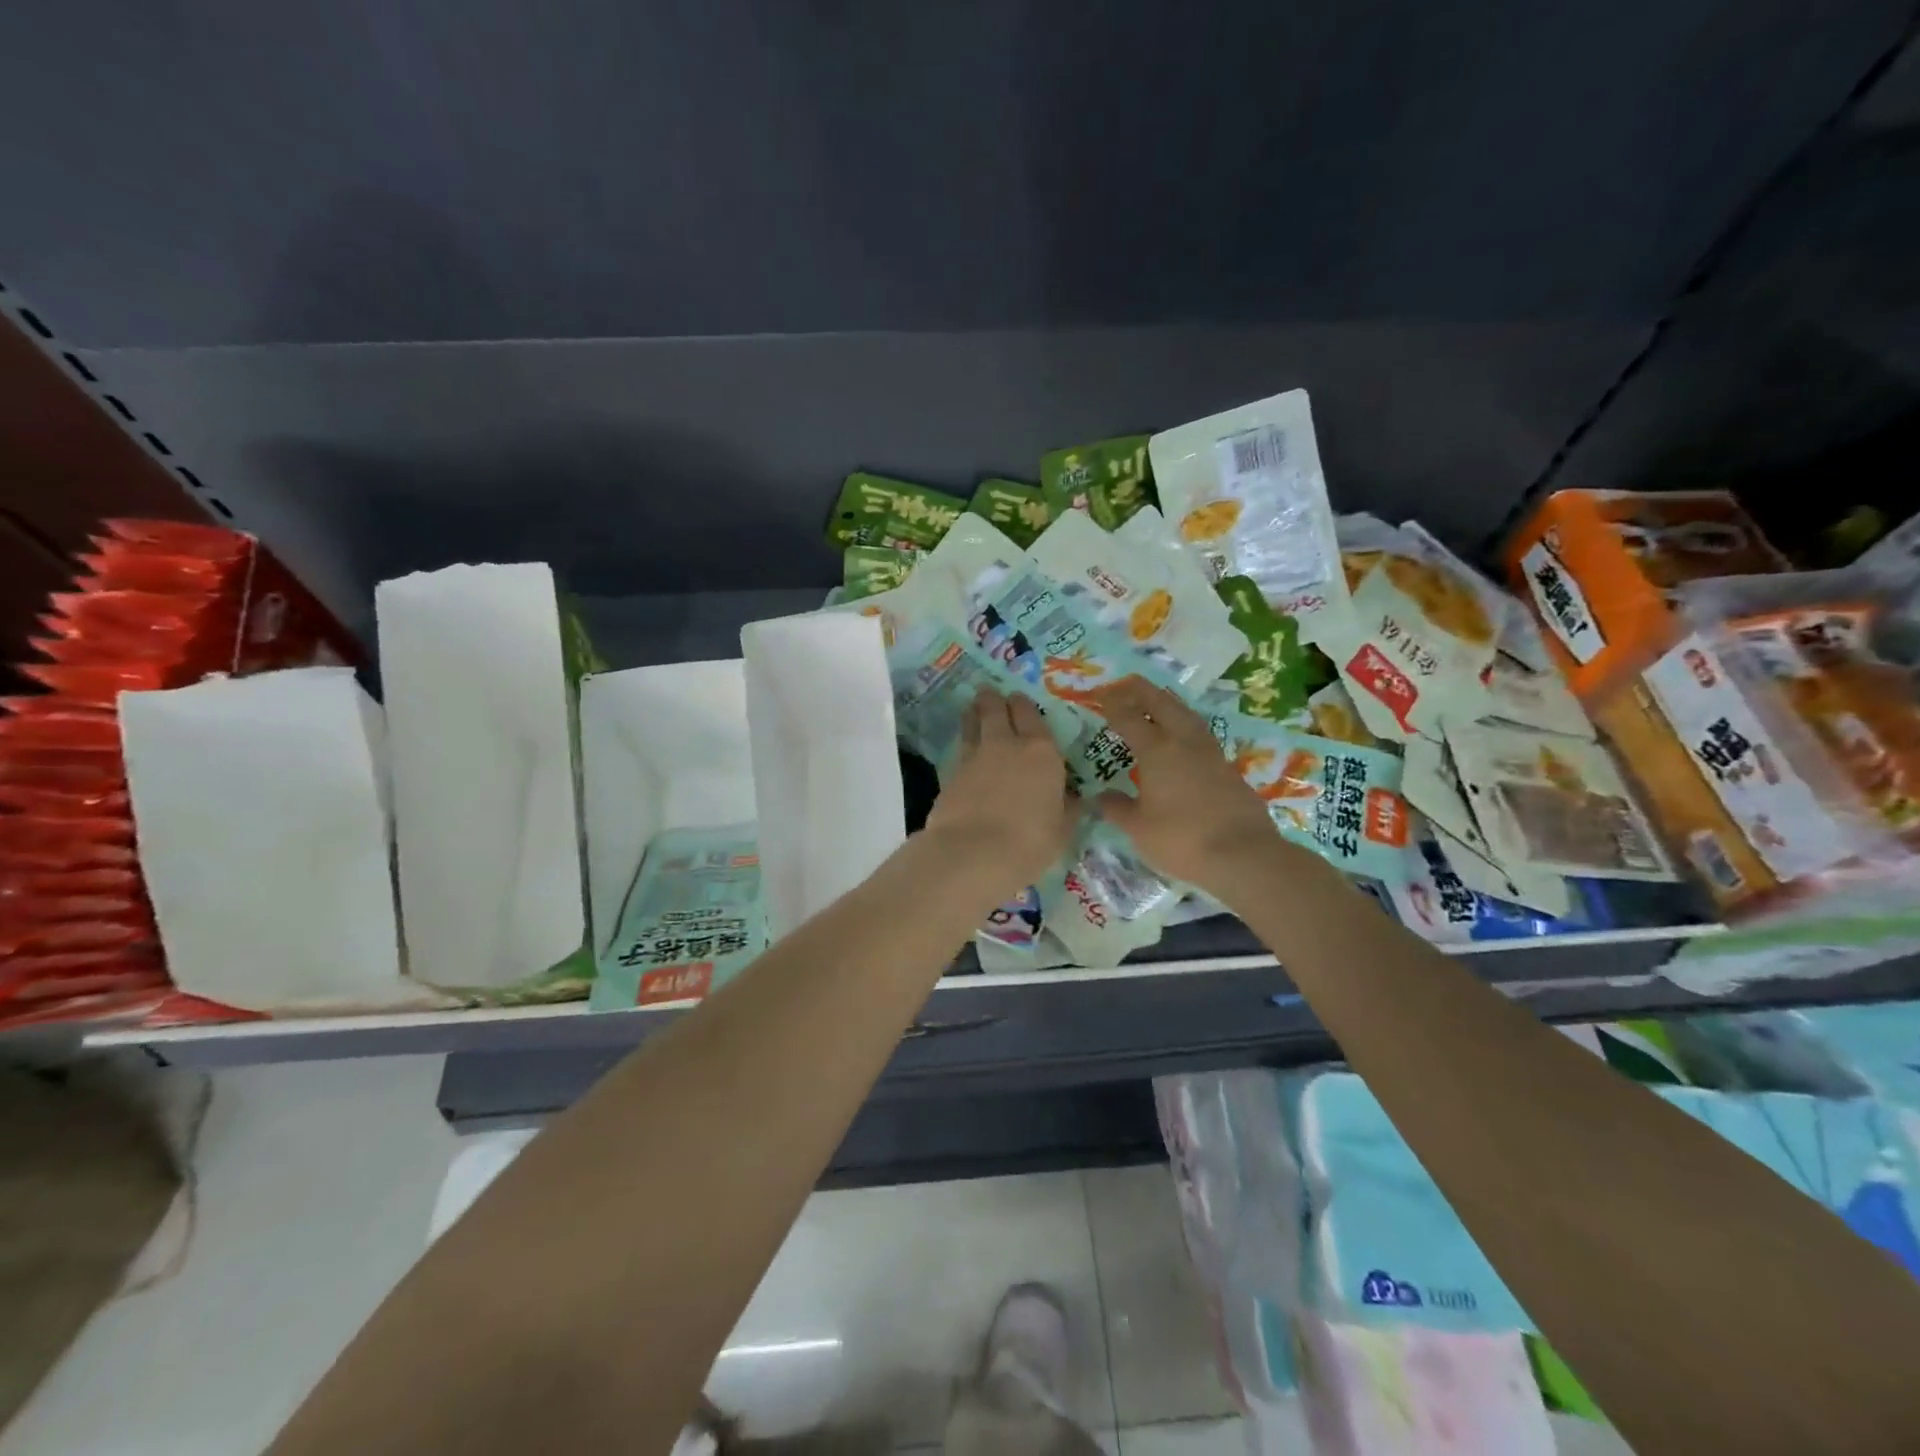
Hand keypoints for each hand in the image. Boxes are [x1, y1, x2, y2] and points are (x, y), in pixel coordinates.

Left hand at [923, 688, 1078, 896]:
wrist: (972, 853)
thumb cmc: (1029, 842)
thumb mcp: (1062, 830)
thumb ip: (1068, 809)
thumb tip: (1075, 798)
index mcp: (1041, 752)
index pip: (1031, 715)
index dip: (1024, 705)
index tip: (1019, 699)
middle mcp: (1007, 745)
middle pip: (997, 709)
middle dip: (995, 699)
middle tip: (991, 694)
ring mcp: (974, 756)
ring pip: (972, 723)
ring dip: (973, 712)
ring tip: (973, 707)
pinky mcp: (950, 774)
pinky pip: (960, 749)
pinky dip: (963, 743)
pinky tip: (964, 748)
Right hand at [1090, 677, 1289, 892]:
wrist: (1243, 855)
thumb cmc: (1181, 840)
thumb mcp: (1138, 828)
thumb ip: (1117, 808)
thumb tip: (1101, 796)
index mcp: (1156, 751)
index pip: (1128, 717)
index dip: (1111, 703)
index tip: (1099, 694)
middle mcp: (1184, 742)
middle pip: (1161, 703)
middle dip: (1140, 690)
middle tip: (1124, 684)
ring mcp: (1210, 752)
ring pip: (1185, 714)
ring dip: (1166, 703)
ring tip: (1153, 703)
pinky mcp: (1228, 767)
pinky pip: (1199, 733)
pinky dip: (1183, 725)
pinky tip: (1180, 738)